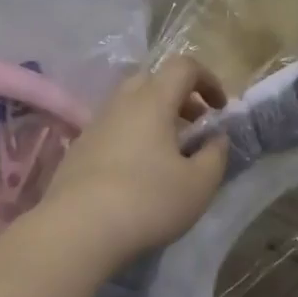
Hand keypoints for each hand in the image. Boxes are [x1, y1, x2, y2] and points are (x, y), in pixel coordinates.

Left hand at [37, 57, 230, 267]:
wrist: (77, 229)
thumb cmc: (147, 201)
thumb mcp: (198, 184)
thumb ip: (215, 155)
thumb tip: (217, 138)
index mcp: (152, 101)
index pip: (183, 66)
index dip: (208, 80)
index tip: (220, 109)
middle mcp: (120, 104)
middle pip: (152, 80)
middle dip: (179, 97)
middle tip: (194, 127)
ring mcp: (94, 125)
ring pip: (129, 106)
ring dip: (154, 119)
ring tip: (169, 154)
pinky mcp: (77, 150)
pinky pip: (112, 129)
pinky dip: (132, 137)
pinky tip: (138, 173)